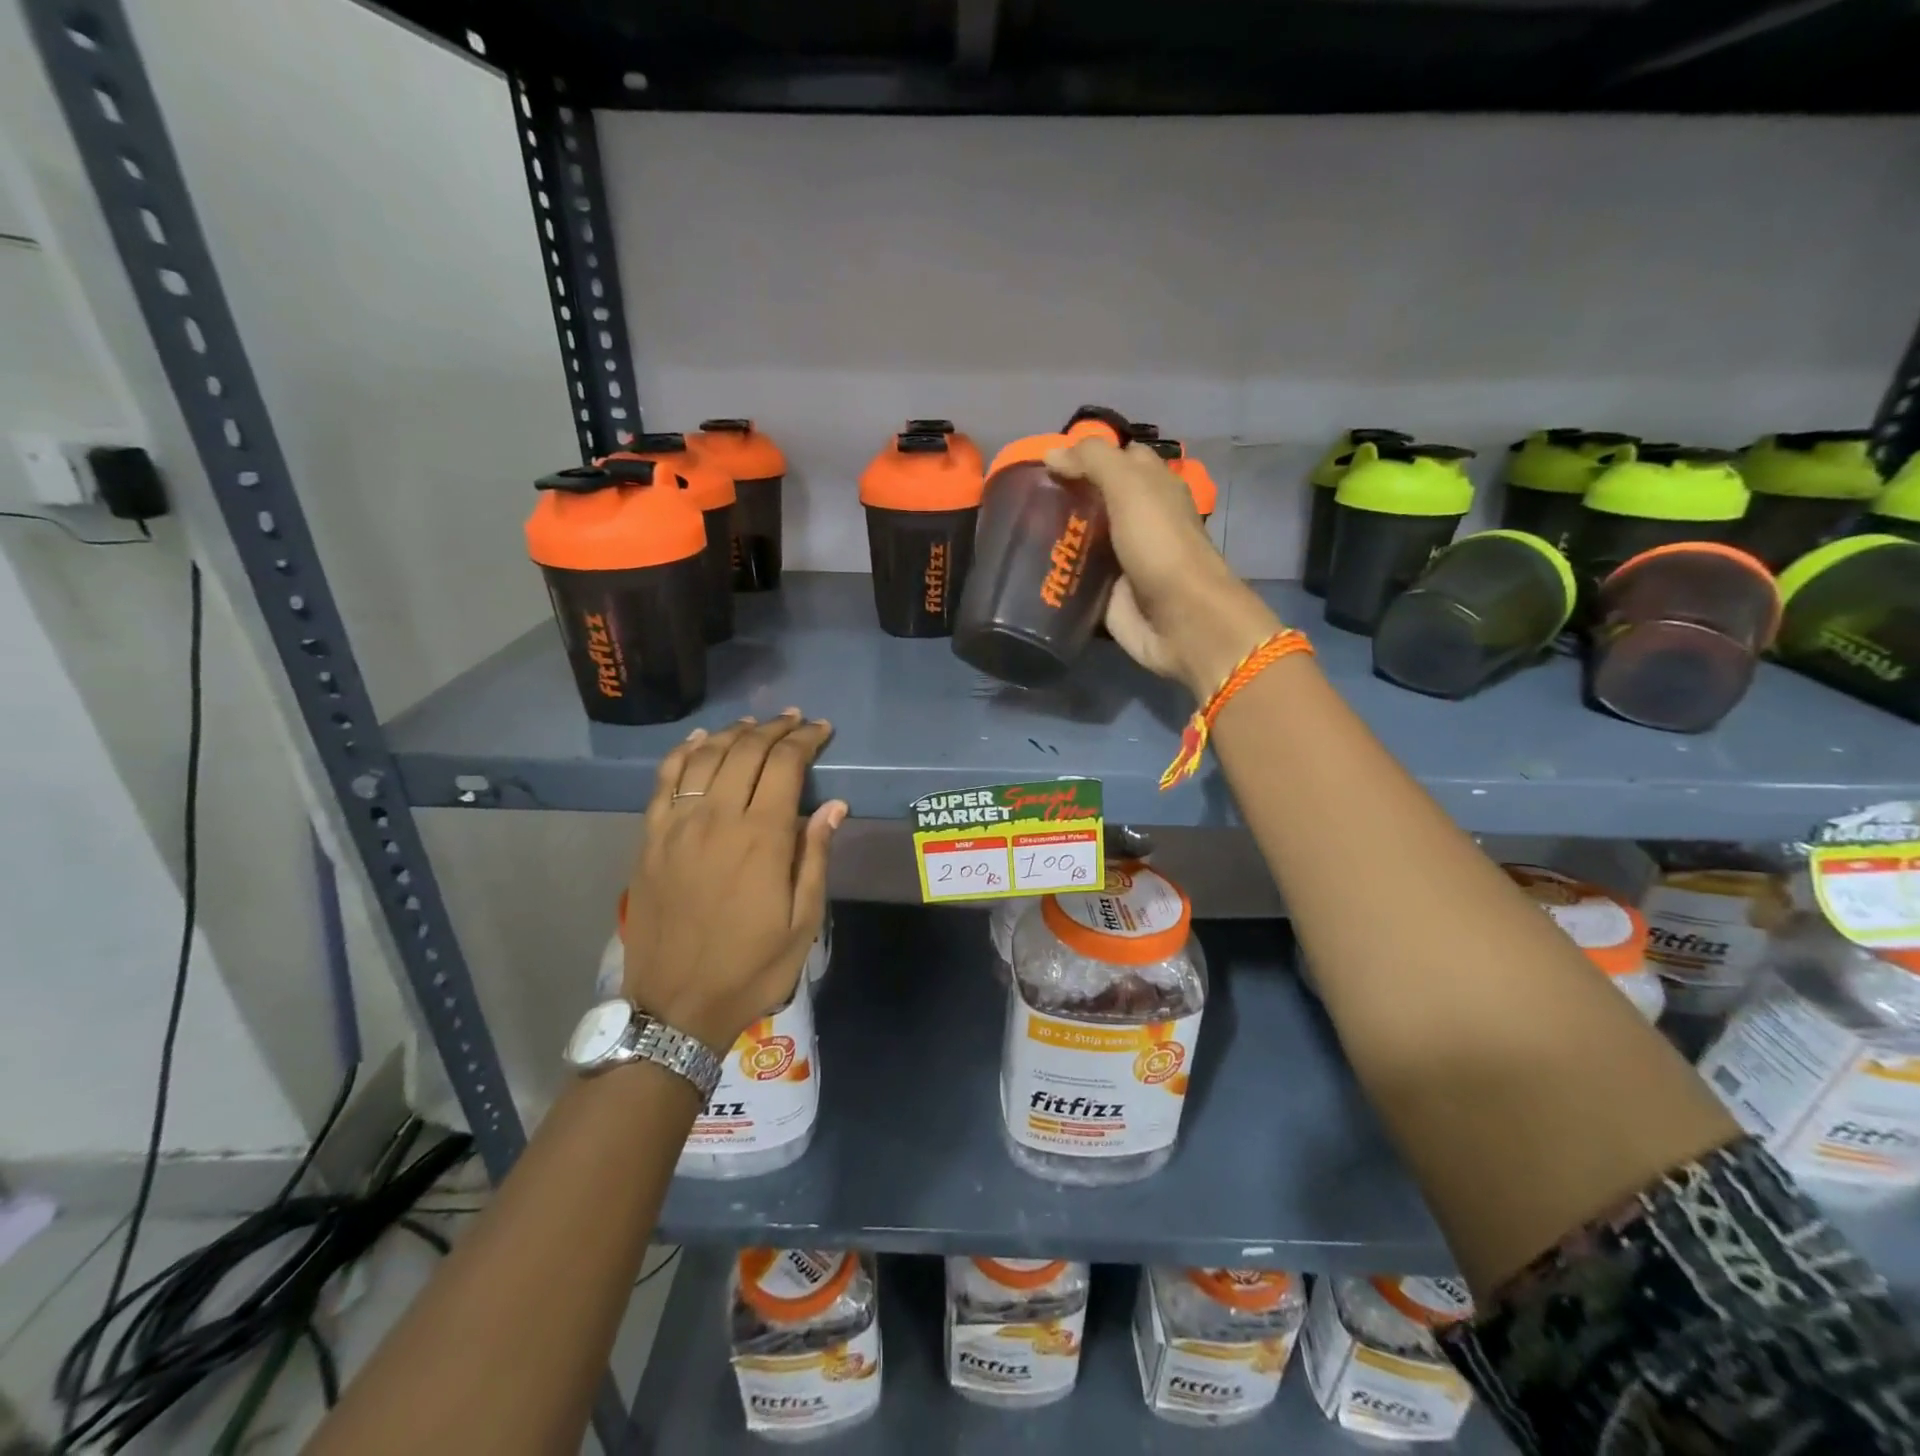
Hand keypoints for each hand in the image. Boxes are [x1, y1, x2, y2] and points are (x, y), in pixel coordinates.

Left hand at [622, 710, 846, 1050]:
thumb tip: (833, 805)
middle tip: (794, 720)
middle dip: (775, 729)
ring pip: (706, 758)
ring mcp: (677, 826)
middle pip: (746, 752)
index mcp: (761, 838)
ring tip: (755, 724)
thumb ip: (815, 857)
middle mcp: (717, 819)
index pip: (785, 766)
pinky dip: (684, 753)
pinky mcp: (650, 838)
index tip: (821, 729)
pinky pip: (665, 780)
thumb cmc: (751, 967)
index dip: (805, 740)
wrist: (675, 1006)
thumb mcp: (802, 922)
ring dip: (733, 733)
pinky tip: (700, 741)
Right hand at [1044, 439, 1281, 697]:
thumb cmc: (1160, 545)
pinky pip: (1078, 578)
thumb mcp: (1130, 487)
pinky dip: (1058, 574)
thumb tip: (1051, 452)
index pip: (1119, 459)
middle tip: (1024, 497)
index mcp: (1153, 488)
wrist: (1181, 620)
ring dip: (1056, 536)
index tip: (1048, 460)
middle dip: (1065, 497)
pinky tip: (1029, 568)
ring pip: (1084, 539)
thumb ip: (1093, 461)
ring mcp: (1123, 560)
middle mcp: (1139, 521)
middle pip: (1097, 500)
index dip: (1087, 455)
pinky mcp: (1109, 595)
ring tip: (1018, 530)